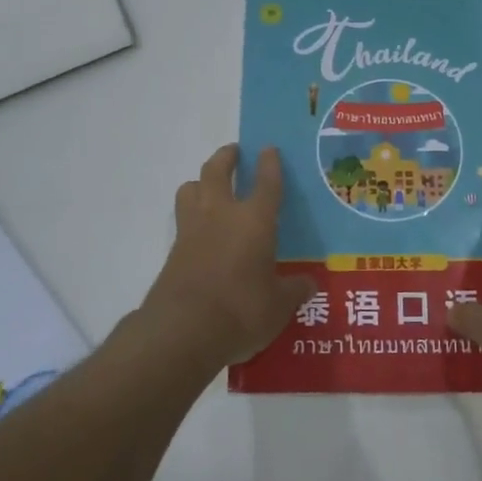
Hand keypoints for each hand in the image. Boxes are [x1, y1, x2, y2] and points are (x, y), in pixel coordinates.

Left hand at [144, 145, 314, 371]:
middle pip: (217, 170)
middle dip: (226, 157)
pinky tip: (201, 231)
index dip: (269, 163)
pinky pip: (182, 219)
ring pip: (190, 188)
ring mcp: (192, 230)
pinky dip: (192, 215)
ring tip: (210, 188)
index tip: (268, 149)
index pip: (266, 182)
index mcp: (255, 220)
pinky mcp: (173, 251)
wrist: (182, 331)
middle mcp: (221, 214)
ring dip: (201, 182)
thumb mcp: (279, 306)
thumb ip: (294, 290)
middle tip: (234, 153)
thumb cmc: (241, 311)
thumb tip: (309, 284)